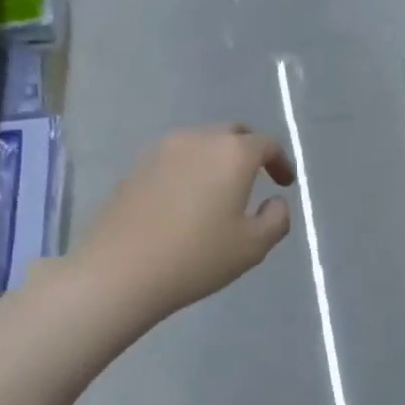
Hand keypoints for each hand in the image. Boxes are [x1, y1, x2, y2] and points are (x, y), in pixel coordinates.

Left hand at [75, 125, 295, 324]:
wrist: (120, 270)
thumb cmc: (196, 257)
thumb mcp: (253, 247)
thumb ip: (276, 219)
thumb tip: (275, 202)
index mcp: (232, 153)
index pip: (266, 144)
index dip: (281, 161)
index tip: (284, 183)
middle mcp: (198, 139)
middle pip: (232, 133)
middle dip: (249, 150)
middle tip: (256, 177)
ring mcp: (162, 149)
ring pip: (200, 142)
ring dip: (217, 158)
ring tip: (219, 188)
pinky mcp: (136, 166)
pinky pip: (174, 158)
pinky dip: (189, 169)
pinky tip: (186, 199)